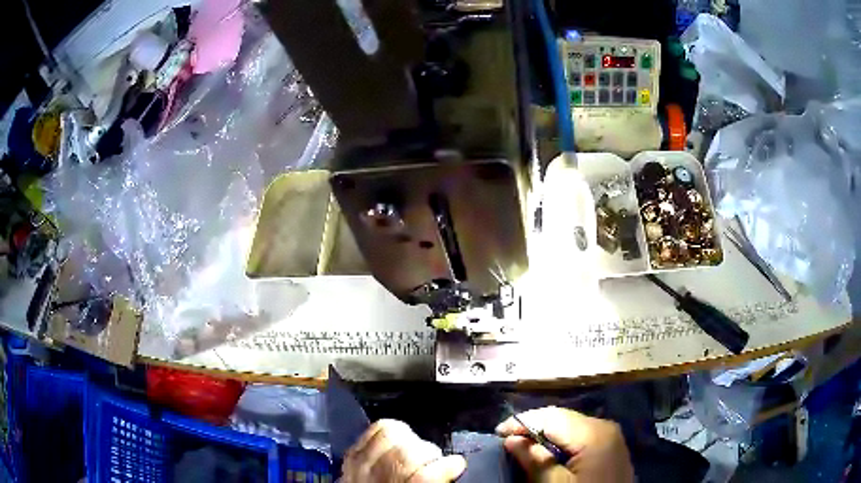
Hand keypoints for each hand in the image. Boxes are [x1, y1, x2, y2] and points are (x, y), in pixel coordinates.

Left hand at [342, 419, 466, 482]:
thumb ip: (433, 482)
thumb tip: (455, 467)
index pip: (423, 477)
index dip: (446, 466)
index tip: (458, 464)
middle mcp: (378, 478)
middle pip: (407, 453)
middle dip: (428, 452)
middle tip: (435, 460)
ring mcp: (360, 464)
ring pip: (389, 435)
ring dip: (410, 439)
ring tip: (416, 449)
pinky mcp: (351, 453)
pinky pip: (373, 429)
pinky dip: (389, 431)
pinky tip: (398, 442)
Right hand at [496, 407, 632, 482]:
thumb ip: (534, 461)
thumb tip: (512, 440)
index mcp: (593, 433)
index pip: (550, 417)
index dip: (521, 422)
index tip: (498, 433)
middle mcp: (604, 426)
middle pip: (562, 417)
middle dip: (533, 426)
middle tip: (508, 439)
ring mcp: (610, 435)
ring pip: (570, 425)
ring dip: (545, 433)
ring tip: (523, 444)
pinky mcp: (610, 446)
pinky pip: (581, 434)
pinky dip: (561, 440)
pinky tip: (547, 451)